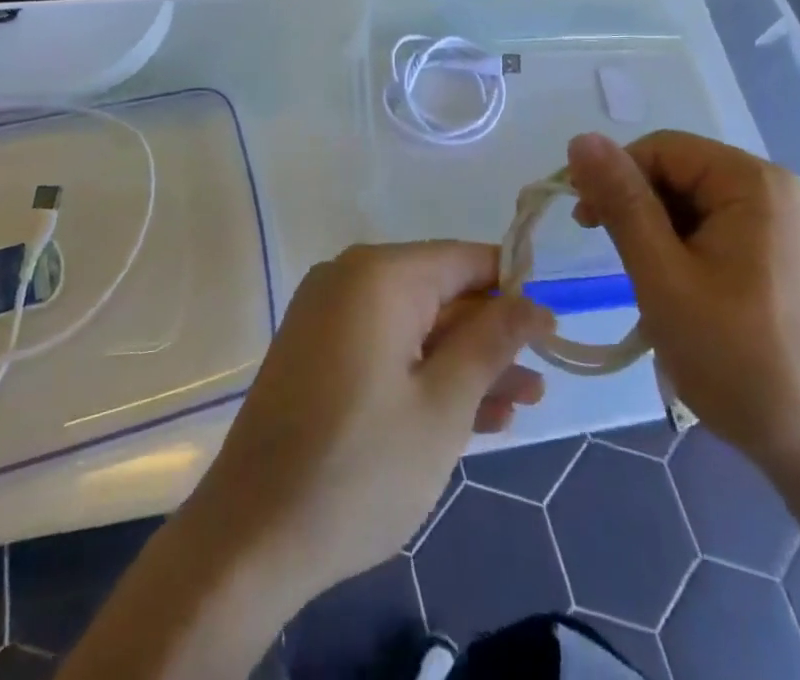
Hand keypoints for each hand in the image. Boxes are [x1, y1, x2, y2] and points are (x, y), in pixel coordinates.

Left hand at [183, 242, 553, 605]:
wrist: (249, 539)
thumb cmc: (359, 467)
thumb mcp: (443, 406)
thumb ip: (491, 344)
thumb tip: (535, 303)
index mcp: (380, 274)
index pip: (464, 259)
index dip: (512, 289)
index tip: (549, 328)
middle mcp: (350, 279)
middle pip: (439, 293)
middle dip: (490, 337)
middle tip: (538, 381)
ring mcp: (328, 316)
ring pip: (414, 326)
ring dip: (463, 363)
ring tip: (518, 405)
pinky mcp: (317, 353)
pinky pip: (384, 347)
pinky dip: (422, 374)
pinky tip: (470, 415)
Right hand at [568, 131, 799, 479]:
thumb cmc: (737, 359)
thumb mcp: (662, 277)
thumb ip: (622, 202)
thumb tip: (580, 139)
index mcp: (754, 183)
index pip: (663, 149)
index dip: (615, 176)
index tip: (586, 223)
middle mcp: (778, 190)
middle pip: (682, 172)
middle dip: (638, 206)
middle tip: (613, 256)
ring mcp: (788, 224)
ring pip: (697, 202)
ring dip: (660, 231)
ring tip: (648, 281)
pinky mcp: (788, 254)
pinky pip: (721, 228)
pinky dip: (688, 248)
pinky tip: (680, 288)